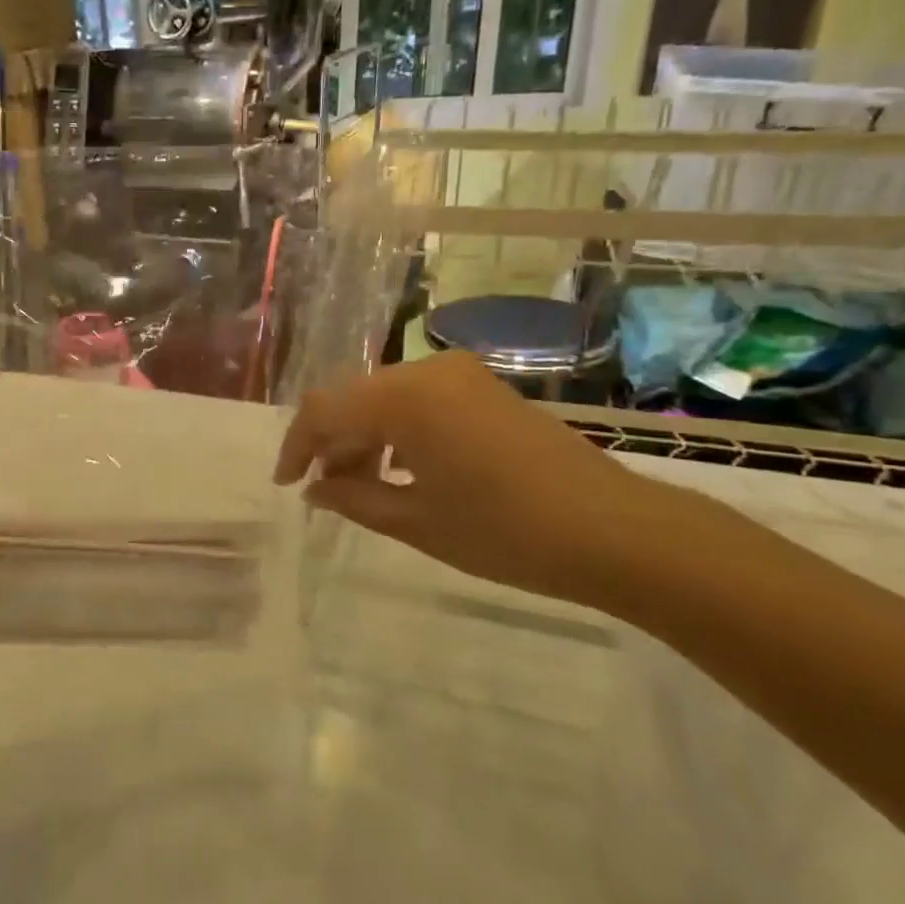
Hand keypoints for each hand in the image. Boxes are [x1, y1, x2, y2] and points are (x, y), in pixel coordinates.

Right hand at [274, 351, 671, 608]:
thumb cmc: (506, 532)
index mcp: (403, 398)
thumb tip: (315, 488)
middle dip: (331, 443)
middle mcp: (427, 371)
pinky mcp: (484, 388)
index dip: (297, 445)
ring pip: (385, 399)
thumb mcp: (416, 521)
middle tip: (325, 492)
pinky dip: (398, 431)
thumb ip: (353, 498)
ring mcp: (460, 376)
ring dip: (364, 438)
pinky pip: (419, 401)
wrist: (616, 531)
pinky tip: (402, 471)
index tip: (288, 484)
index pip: (324, 409)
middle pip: (353, 398)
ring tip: (362, 488)